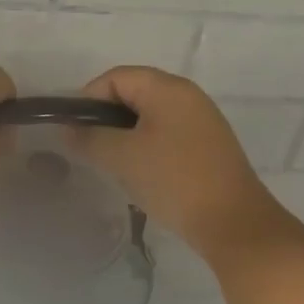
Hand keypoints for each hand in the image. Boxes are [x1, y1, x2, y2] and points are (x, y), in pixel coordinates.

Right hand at [71, 66, 301, 260]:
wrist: (235, 225)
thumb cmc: (174, 180)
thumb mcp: (121, 157)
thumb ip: (89, 138)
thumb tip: (68, 129)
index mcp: (167, 88)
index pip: (115, 77)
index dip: (88, 99)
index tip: (77, 132)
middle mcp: (187, 95)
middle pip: (133, 93)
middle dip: (106, 118)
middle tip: (92, 149)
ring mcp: (202, 120)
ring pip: (149, 115)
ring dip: (126, 135)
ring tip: (115, 164)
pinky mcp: (209, 146)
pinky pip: (167, 133)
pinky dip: (147, 146)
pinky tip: (142, 174)